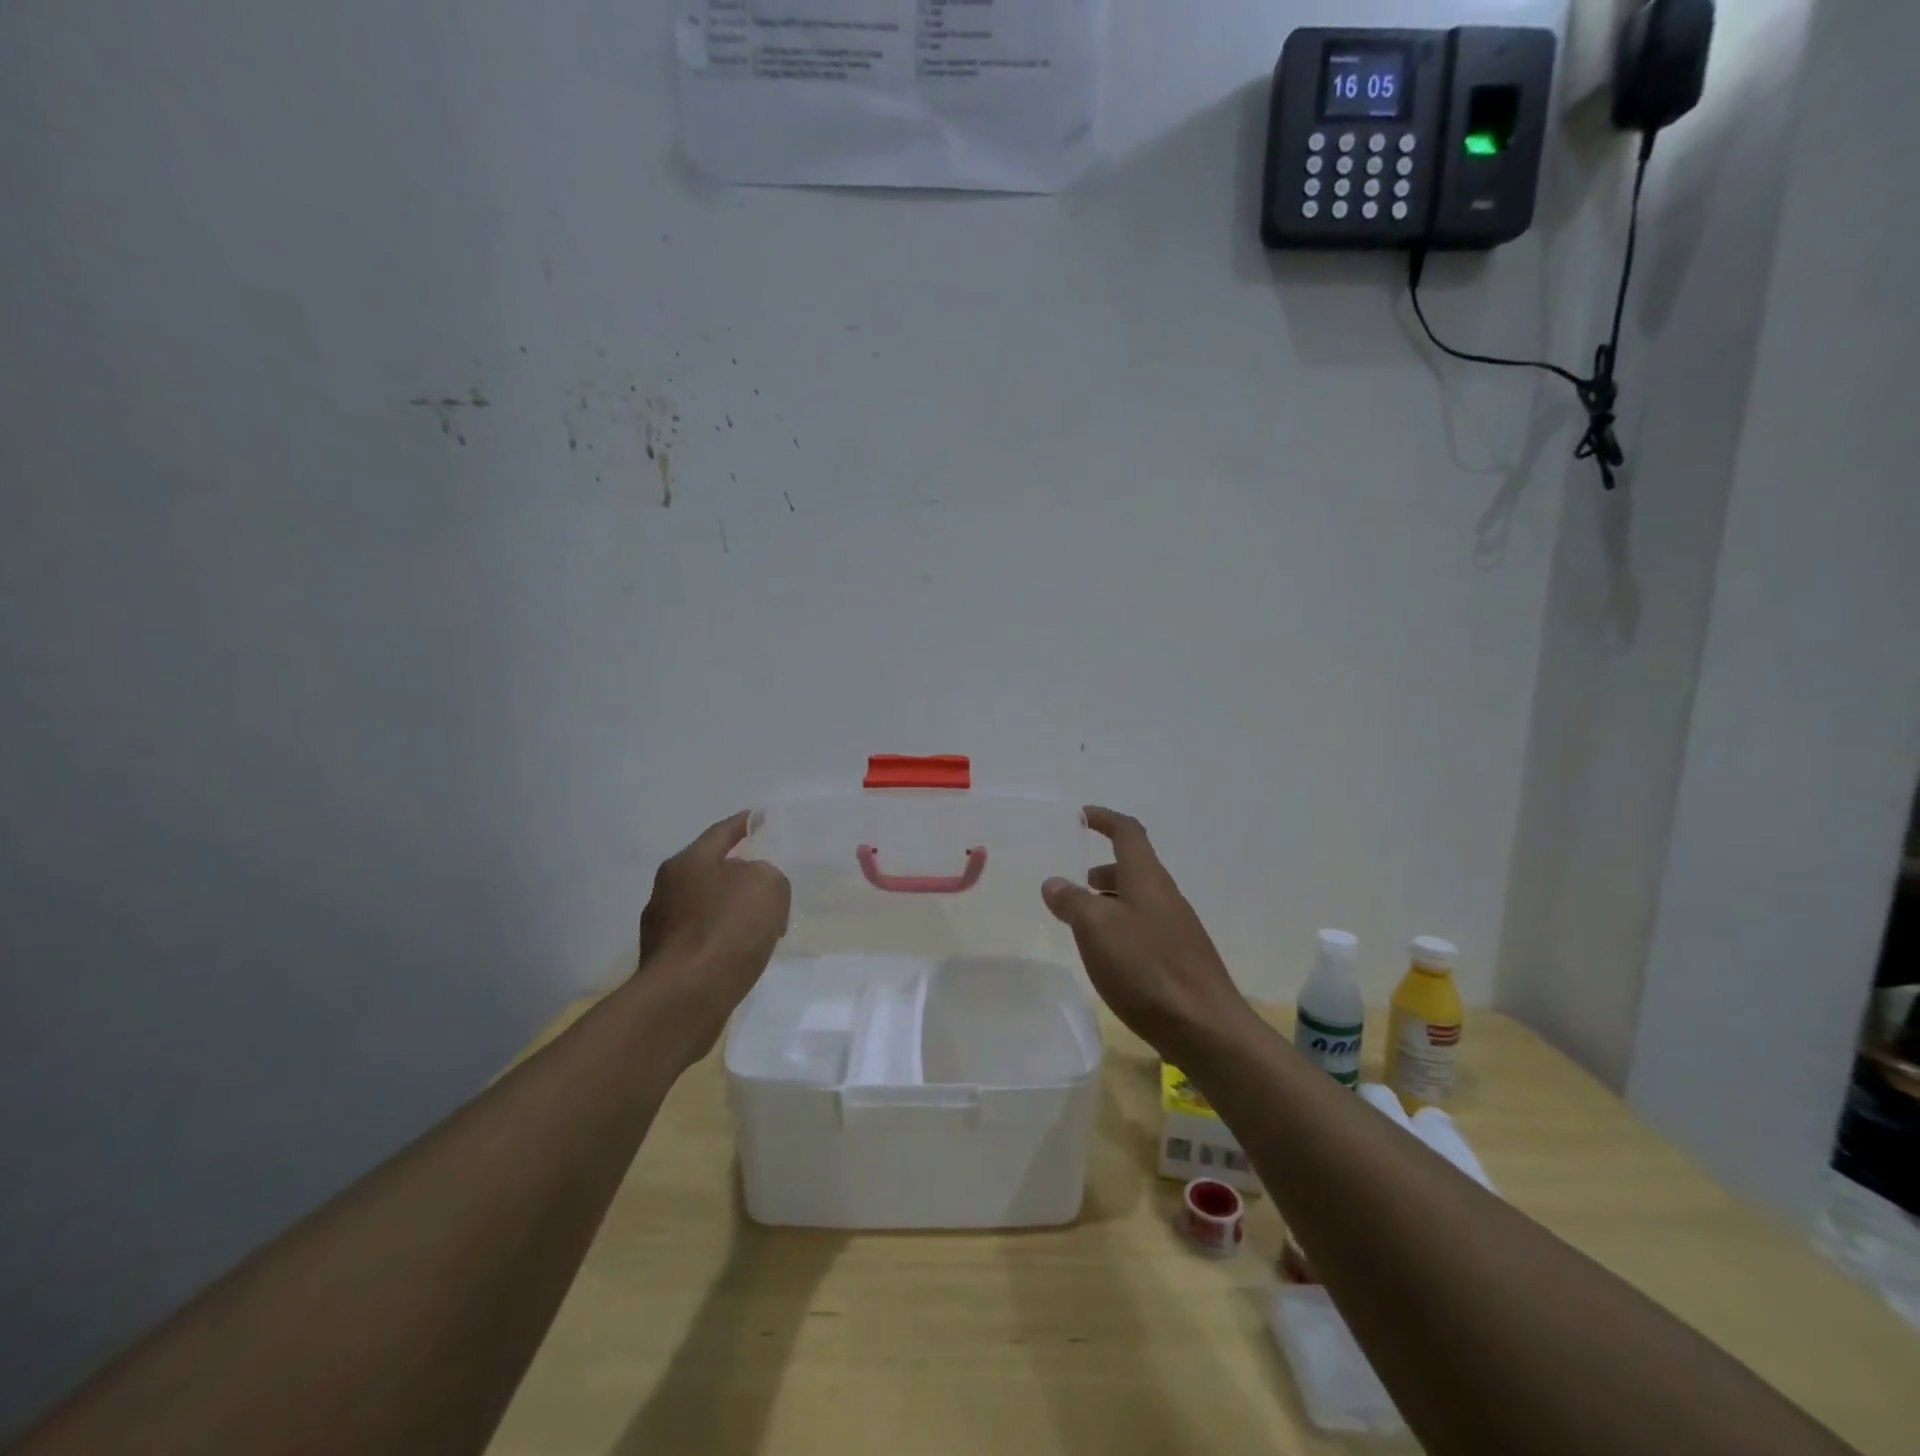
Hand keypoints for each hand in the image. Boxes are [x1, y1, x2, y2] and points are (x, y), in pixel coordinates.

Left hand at [638, 811, 790, 1049]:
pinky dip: (725, 939)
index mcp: (687, 864)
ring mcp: (662, 928)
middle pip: (712, 871)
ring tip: (763, 923)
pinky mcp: (667, 962)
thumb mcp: (767, 886)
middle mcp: (667, 890)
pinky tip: (744, 952)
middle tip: (769, 880)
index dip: (743, 824)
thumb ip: (767, 875)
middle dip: (741, 874)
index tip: (758, 817)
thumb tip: (750, 889)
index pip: (721, 833)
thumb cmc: (727, 931)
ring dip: (733, 910)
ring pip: (708, 907)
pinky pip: (704, 938)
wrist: (686, 1000)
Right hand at [1042, 807, 1248, 1054]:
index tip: (1082, 816)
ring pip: (1138, 899)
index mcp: (1147, 878)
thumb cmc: (1146, 968)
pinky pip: (1145, 927)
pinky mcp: (1180, 958)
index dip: (1105, 819)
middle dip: (1103, 869)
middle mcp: (1166, 896)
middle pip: (1133, 867)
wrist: (1205, 1027)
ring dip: (1110, 900)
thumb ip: (1072, 900)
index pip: (1128, 833)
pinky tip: (1109, 956)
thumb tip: (1054, 882)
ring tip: (1083, 922)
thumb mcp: (1097, 928)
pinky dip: (1121, 927)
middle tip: (1073, 884)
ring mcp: (1177, 928)